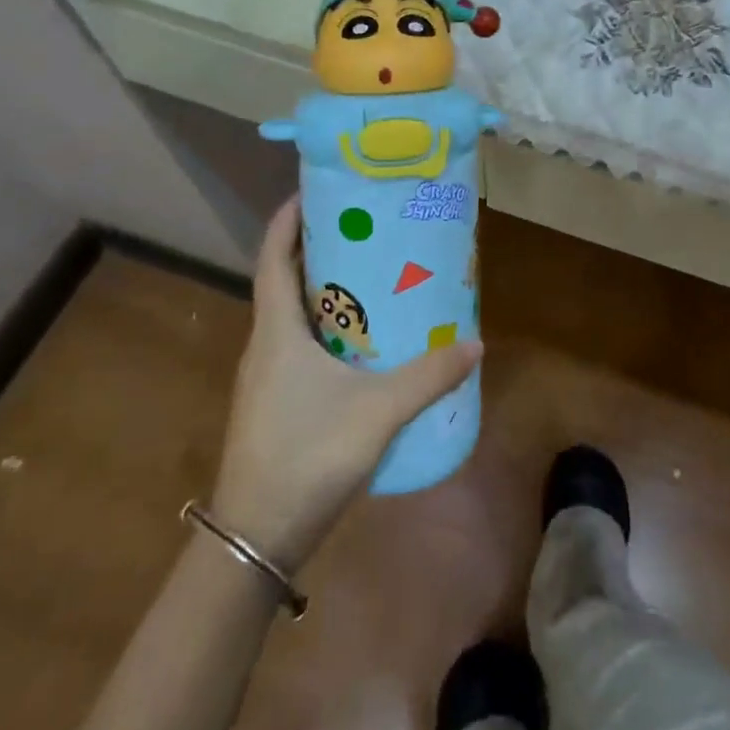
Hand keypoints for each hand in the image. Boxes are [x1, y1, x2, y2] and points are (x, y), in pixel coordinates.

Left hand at [209, 196, 481, 570]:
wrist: (254, 539)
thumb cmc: (307, 455)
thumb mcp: (378, 411)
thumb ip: (428, 375)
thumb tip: (475, 343)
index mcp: (277, 331)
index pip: (272, 257)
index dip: (287, 219)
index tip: (314, 191)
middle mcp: (265, 345)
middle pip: (284, 280)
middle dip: (317, 248)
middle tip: (363, 228)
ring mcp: (265, 377)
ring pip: (292, 316)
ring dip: (323, 290)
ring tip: (370, 275)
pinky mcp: (273, 403)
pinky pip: (298, 346)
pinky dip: (325, 327)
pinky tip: (361, 342)